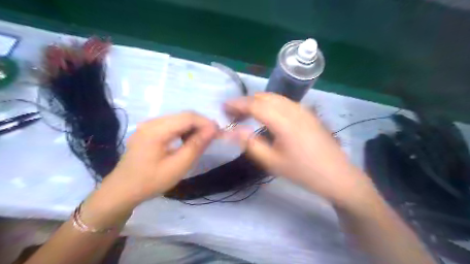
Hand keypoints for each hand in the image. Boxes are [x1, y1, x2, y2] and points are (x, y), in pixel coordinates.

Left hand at [100, 112, 219, 207]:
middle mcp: (152, 122)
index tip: (219, 133)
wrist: (122, 191)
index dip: (206, 123)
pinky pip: (171, 124)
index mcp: (156, 130)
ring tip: (203, 140)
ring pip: (178, 119)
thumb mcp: (177, 166)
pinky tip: (188, 140)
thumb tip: (213, 130)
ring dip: (193, 127)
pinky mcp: (148, 130)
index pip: (188, 117)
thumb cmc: (150, 181)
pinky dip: (184, 130)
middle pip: (183, 115)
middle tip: (214, 137)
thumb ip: (196, 146)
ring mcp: (148, 125)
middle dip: (201, 124)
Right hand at [224, 92, 374, 205]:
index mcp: (283, 121)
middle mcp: (293, 109)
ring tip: (247, 114)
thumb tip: (233, 131)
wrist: (337, 175)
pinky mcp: (309, 113)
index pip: (254, 105)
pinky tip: (268, 116)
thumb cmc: (303, 171)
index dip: (237, 104)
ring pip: (275, 97)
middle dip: (246, 102)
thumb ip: (250, 144)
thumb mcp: (272, 162)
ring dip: (258, 102)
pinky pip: (285, 102)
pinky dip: (270, 104)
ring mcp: (303, 109)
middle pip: (264, 97)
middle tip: (234, 114)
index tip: (223, 107)